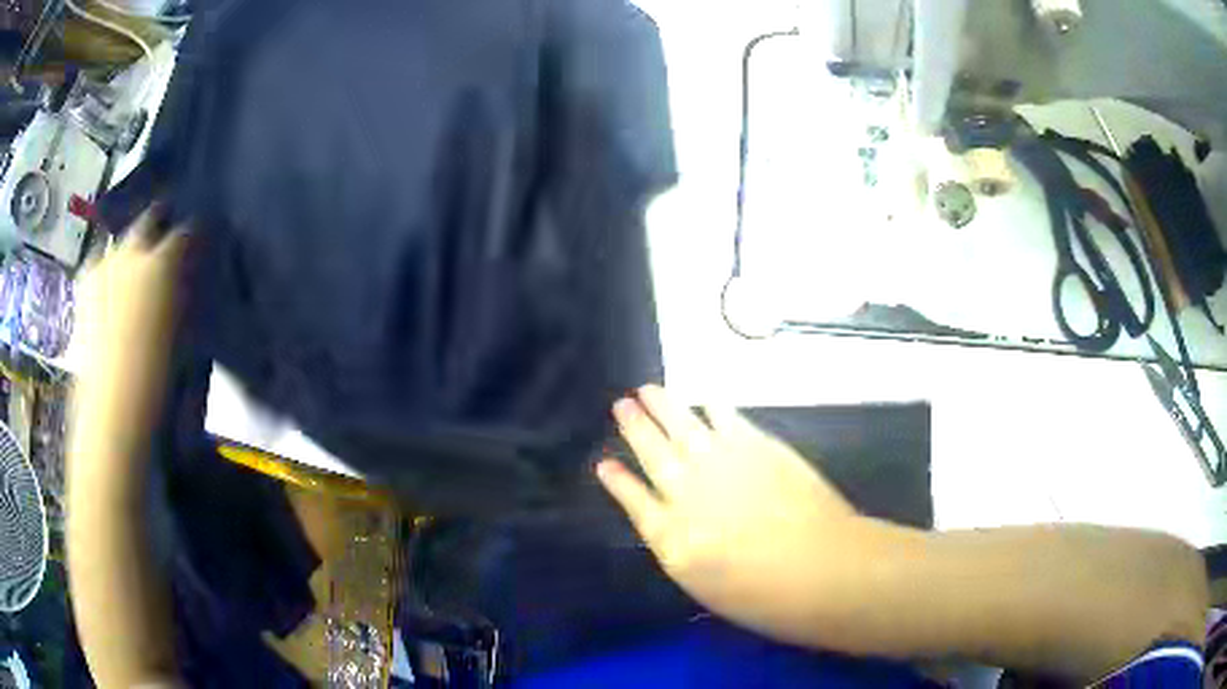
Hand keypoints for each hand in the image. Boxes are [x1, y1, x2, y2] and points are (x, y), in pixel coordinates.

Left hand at [72, 206, 188, 462]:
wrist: (111, 407)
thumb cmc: (156, 375)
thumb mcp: (181, 333)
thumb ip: (182, 296)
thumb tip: (185, 280)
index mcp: (162, 263)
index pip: (185, 233)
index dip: (193, 236)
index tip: (197, 243)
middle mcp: (132, 253)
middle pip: (147, 222)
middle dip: (157, 225)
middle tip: (162, 240)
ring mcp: (104, 267)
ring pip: (118, 242)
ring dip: (128, 249)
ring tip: (133, 267)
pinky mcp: (84, 288)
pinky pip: (96, 265)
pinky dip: (104, 270)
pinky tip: (107, 287)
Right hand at [596, 385, 874, 643]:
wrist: (822, 566)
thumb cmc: (764, 593)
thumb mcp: (704, 584)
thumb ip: (678, 547)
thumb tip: (662, 519)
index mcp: (671, 536)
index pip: (634, 501)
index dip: (618, 481)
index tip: (604, 463)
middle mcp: (688, 492)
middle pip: (653, 452)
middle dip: (635, 427)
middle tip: (622, 404)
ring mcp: (723, 463)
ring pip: (684, 426)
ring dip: (664, 406)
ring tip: (648, 390)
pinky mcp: (757, 446)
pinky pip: (727, 418)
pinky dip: (713, 407)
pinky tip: (705, 400)